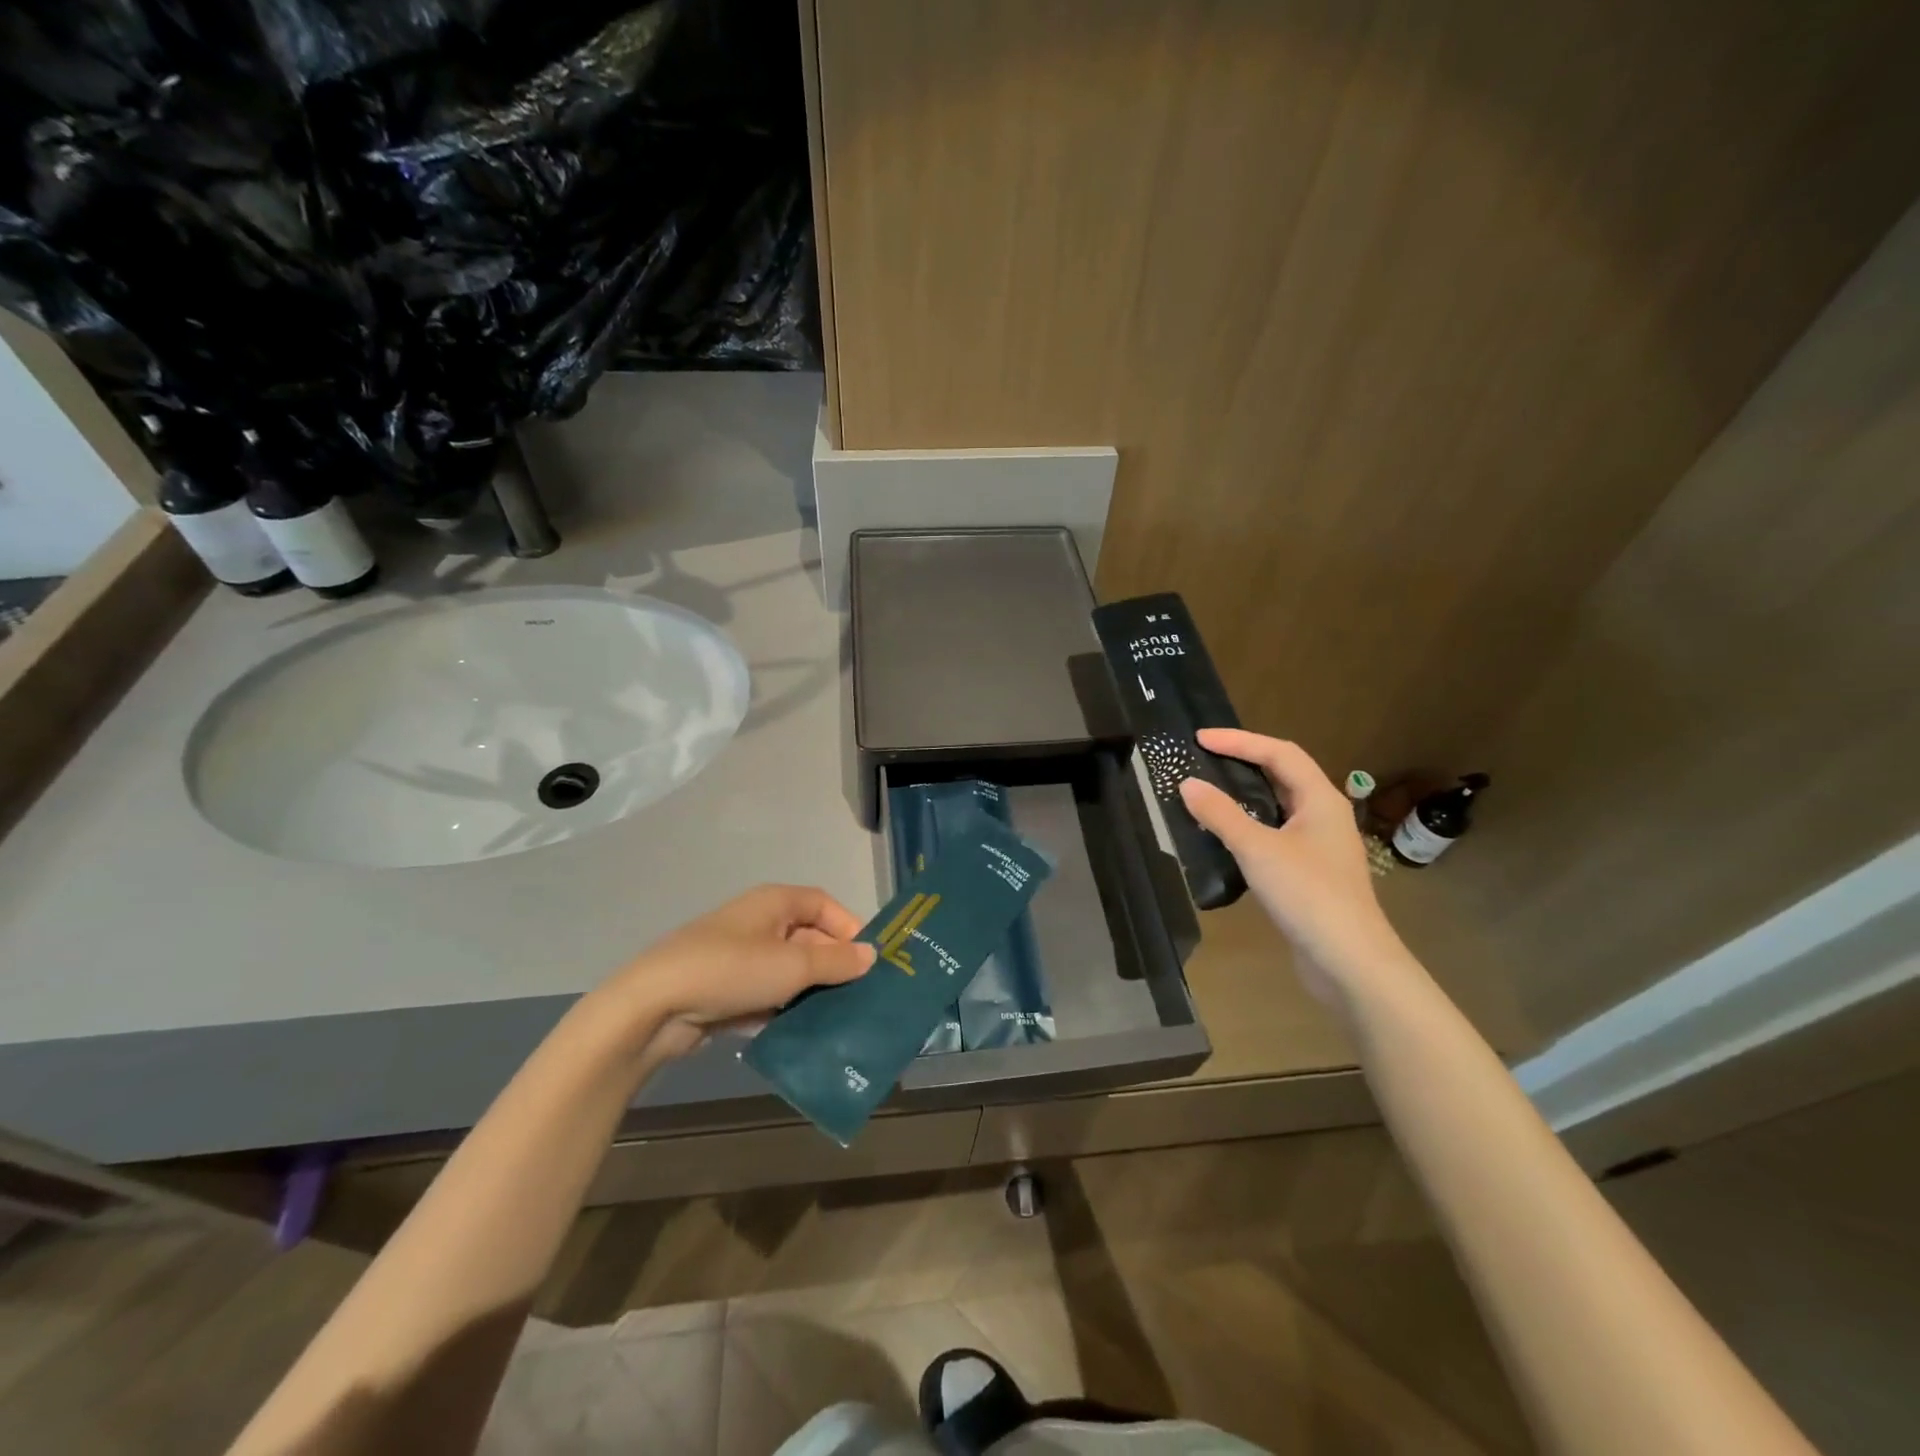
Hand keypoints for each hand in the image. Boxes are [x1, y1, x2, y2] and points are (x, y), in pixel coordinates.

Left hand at [586, 884, 874, 1061]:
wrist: (653, 1007)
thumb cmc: (731, 970)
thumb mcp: (793, 965)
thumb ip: (836, 961)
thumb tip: (871, 955)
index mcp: (774, 902)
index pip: (824, 904)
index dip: (849, 927)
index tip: (869, 961)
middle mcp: (758, 924)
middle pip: (808, 939)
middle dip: (833, 966)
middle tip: (860, 997)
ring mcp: (740, 959)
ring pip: (788, 972)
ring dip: (810, 994)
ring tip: (839, 1020)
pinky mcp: (725, 992)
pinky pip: (766, 997)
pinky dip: (783, 1011)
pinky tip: (802, 1035)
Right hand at [1179, 729, 1410, 1003]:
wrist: (1349, 962)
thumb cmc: (1308, 895)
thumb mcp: (1258, 849)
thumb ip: (1221, 814)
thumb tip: (1188, 784)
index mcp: (1321, 800)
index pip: (1280, 752)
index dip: (1239, 741)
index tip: (1200, 739)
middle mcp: (1324, 815)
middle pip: (1282, 774)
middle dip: (1243, 761)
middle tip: (1203, 758)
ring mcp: (1319, 846)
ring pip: (1278, 806)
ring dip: (1244, 794)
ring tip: (1207, 791)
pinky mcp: (1309, 872)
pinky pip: (1274, 833)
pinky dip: (1248, 825)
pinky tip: (1224, 837)